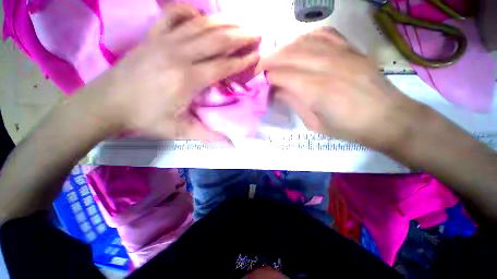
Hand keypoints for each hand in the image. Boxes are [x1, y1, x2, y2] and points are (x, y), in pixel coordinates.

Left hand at [88, 4, 260, 139]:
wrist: (108, 102)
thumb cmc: (145, 118)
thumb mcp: (179, 131)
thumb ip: (208, 136)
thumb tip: (231, 145)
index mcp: (187, 79)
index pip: (223, 65)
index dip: (241, 61)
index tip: (256, 56)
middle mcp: (179, 54)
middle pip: (216, 39)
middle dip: (240, 36)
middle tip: (256, 33)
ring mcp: (164, 41)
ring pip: (200, 25)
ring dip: (223, 22)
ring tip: (240, 22)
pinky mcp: (153, 36)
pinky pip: (173, 15)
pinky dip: (190, 11)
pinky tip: (201, 15)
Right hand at [262, 27, 424, 150]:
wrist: (387, 118)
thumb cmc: (347, 128)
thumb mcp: (314, 123)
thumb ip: (294, 103)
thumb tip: (278, 90)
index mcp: (315, 90)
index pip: (281, 75)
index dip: (267, 77)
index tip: (261, 82)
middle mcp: (325, 66)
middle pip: (289, 54)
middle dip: (270, 59)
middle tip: (260, 67)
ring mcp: (341, 53)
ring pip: (303, 40)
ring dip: (285, 47)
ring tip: (276, 57)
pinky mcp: (351, 49)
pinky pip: (324, 33)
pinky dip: (307, 36)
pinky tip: (301, 44)